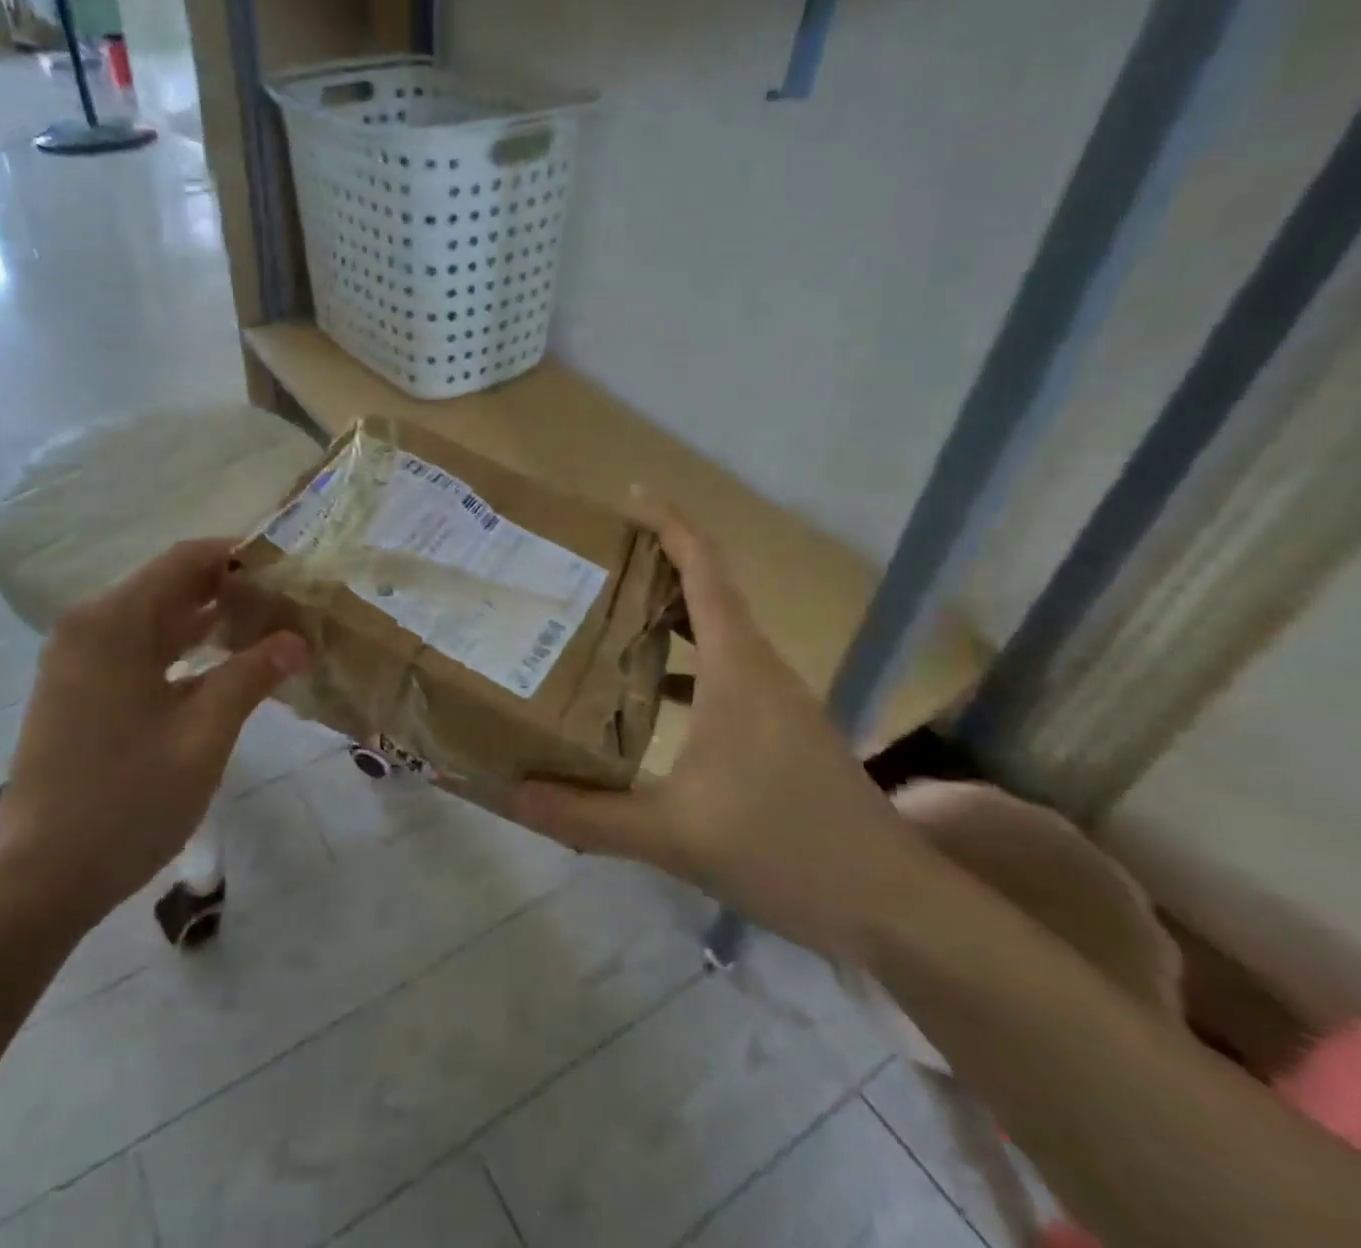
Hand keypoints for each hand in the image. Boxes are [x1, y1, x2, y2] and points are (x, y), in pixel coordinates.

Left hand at [0, 540, 308, 938]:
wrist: (37, 879)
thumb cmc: (126, 800)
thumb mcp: (203, 735)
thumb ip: (251, 676)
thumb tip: (298, 640)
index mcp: (113, 622)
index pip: (185, 559)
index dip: (239, 557)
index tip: (289, 569)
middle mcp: (90, 626)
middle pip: (169, 584)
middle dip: (230, 590)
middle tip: (289, 605)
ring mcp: (78, 658)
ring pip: (155, 618)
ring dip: (208, 620)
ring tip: (268, 629)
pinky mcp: (78, 689)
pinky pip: (139, 648)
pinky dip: (182, 649)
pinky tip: (223, 664)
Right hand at [502, 493, 926, 959]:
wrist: (893, 907)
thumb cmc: (786, 850)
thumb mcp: (674, 836)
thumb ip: (586, 816)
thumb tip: (510, 794)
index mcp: (737, 669)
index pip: (704, 570)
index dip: (670, 524)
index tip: (629, 497)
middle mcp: (759, 669)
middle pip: (707, 592)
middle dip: (655, 566)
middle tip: (591, 564)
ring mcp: (776, 700)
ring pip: (717, 634)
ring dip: (668, 616)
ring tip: (606, 617)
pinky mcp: (781, 730)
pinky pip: (725, 671)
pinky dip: (684, 663)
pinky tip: (648, 696)